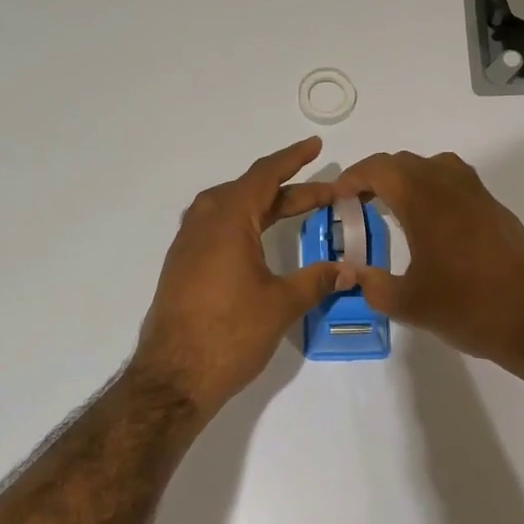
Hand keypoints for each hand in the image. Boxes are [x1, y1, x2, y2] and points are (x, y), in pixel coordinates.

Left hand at [134, 137, 351, 415]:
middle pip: (248, 191)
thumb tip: (350, 270)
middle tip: (324, 194)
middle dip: (287, 190)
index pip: (264, 176)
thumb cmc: (230, 334)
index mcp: (227, 220)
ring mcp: (187, 245)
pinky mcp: (182, 267)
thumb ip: (317, 280)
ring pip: (229, 209)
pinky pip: (216, 229)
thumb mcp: (282, 304)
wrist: (174, 377)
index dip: (292, 159)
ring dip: (262, 206)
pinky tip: (257, 242)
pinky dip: (243, 224)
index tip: (315, 146)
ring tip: (292, 210)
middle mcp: (203, 223)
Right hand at [331, 151, 523, 377]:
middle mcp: (452, 187)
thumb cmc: (469, 308)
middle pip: (406, 163)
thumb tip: (353, 274)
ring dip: (409, 180)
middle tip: (358, 204)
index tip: (337, 196)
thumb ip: (373, 285)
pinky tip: (430, 228)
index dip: (353, 177)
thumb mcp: (409, 304)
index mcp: (425, 200)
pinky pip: (457, 185)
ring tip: (393, 209)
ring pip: (436, 168)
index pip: (381, 169)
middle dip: (377, 177)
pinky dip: (434, 192)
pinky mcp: (498, 212)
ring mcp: (480, 197)